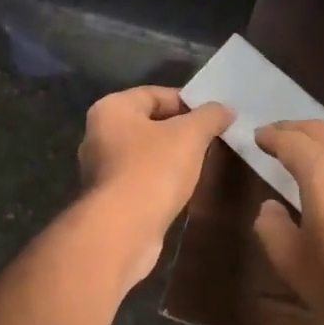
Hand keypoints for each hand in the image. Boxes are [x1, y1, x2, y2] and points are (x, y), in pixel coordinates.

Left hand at [78, 86, 233, 279]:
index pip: (154, 94)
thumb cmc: (153, 171)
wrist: (123, 230)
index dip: (187, 102)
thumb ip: (209, 116)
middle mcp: (98, 136)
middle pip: (148, 124)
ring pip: (145, 154)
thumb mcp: (189, 135)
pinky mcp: (110, 200)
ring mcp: (101, 170)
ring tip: (202, 164)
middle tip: (212, 140)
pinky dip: (161, 180)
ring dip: (172, 157)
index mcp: (110, 110)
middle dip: (181, 131)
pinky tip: (182, 189)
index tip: (214, 116)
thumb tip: (225, 109)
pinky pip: (141, 180)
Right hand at [251, 120, 323, 324]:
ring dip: (320, 139)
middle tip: (275, 135)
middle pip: (320, 130)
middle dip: (294, 129)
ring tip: (304, 150)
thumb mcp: (293, 263)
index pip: (290, 141)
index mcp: (322, 171)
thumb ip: (272, 229)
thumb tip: (269, 207)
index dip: (270, 137)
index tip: (255, 137)